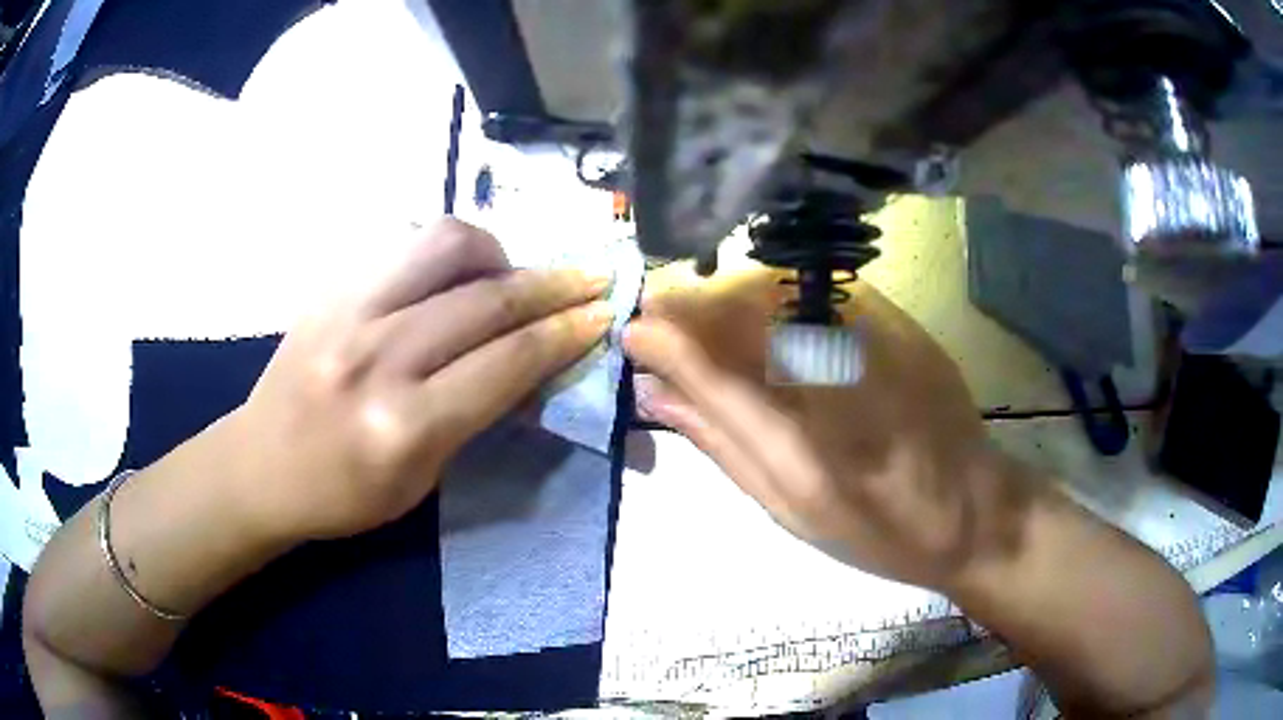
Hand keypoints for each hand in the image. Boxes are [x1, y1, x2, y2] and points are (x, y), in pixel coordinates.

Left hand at [225, 218, 612, 541]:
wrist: (259, 466)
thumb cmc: (343, 495)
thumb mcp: (423, 481)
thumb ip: (478, 416)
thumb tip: (533, 362)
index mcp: (406, 426)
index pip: (508, 361)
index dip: (567, 332)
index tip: (604, 313)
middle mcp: (378, 358)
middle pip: (487, 299)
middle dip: (554, 285)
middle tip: (590, 278)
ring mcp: (348, 311)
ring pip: (445, 245)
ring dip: (498, 252)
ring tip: (511, 274)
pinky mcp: (331, 288)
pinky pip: (404, 244)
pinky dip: (446, 252)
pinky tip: (455, 274)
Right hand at [625, 268, 1030, 590]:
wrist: (972, 510)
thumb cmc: (877, 531)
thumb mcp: (788, 509)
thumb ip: (720, 443)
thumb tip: (655, 393)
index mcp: (805, 454)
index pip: (714, 370)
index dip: (665, 338)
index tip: (633, 330)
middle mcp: (839, 383)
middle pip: (742, 310)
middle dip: (691, 309)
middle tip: (664, 326)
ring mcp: (875, 341)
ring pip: (776, 290)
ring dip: (729, 300)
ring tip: (711, 328)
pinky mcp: (898, 321)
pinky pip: (816, 290)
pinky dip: (776, 299)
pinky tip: (771, 324)